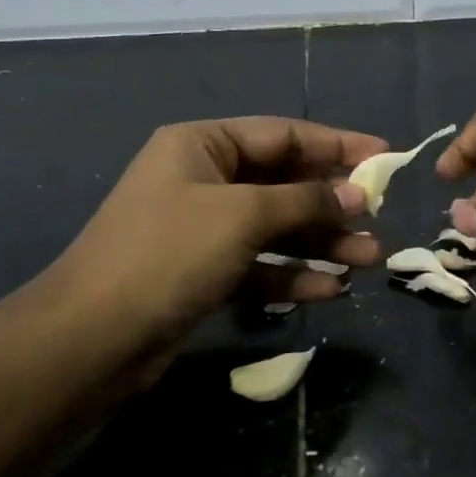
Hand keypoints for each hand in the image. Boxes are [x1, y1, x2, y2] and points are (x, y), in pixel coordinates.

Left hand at [38, 118, 387, 383]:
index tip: (386, 157)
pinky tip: (331, 291)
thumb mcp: (244, 215)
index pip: (285, 135)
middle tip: (379, 221)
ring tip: (369, 261)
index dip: (338, 144)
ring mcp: (204, 229)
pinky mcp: (204, 273)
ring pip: (277, 227)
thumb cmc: (168, 254)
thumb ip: (306, 201)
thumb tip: (358, 194)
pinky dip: (293, 275)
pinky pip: (260, 264)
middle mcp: (204, 179)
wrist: (89, 341)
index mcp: (203, 145)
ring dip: (322, 243)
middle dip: (333, 204)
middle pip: (285, 183)